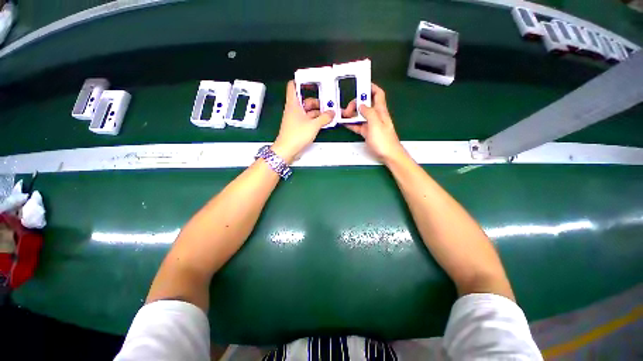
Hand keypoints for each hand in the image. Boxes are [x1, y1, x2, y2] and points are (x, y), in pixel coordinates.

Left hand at [272, 81, 334, 163]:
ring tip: (329, 114)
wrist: (287, 150)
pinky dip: (315, 120)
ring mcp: (296, 119)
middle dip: (317, 101)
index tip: (312, 80)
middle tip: (328, 104)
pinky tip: (324, 122)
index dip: (301, 81)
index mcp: (293, 104)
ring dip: (318, 112)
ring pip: (308, 111)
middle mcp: (294, 110)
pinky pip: (308, 120)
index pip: (293, 86)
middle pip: (305, 100)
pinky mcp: (298, 127)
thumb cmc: (297, 135)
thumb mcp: (313, 125)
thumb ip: (324, 118)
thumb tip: (332, 113)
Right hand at [343, 83, 406, 163]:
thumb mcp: (376, 124)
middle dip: (356, 103)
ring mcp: (371, 125)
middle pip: (366, 104)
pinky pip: (358, 125)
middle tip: (347, 109)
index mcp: (380, 111)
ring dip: (352, 114)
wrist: (388, 155)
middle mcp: (376, 116)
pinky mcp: (367, 133)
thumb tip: (361, 105)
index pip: (378, 94)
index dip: (371, 87)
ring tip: (342, 115)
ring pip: (361, 115)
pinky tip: (344, 123)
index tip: (360, 85)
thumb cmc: (384, 140)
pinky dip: (351, 123)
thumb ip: (369, 112)